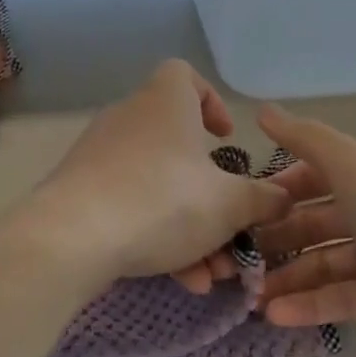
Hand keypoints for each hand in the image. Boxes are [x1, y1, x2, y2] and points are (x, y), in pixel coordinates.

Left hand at [22, 61, 287, 287]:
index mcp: (164, 103)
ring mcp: (100, 157)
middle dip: (211, 194)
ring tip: (211, 274)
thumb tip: (284, 196)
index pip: (184, 76)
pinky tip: (181, 280)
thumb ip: (262, 199)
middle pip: (178, 148)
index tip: (226, 139)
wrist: (72, 238)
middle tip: (231, 229)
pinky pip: (130, 208)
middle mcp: (129, 120)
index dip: (210, 101)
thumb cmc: (162, 201)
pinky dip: (157, 237)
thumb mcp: (228, 205)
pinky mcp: (80, 192)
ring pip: (158, 188)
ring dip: (191, 229)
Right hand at [252, 106, 355, 356]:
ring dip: (289, 276)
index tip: (240, 207)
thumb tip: (263, 111)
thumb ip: (308, 140)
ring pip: (327, 261)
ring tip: (249, 296)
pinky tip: (276, 316)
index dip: (279, 187)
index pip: (316, 171)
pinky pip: (344, 296)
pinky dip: (311, 305)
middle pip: (318, 218)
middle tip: (235, 259)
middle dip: (277, 236)